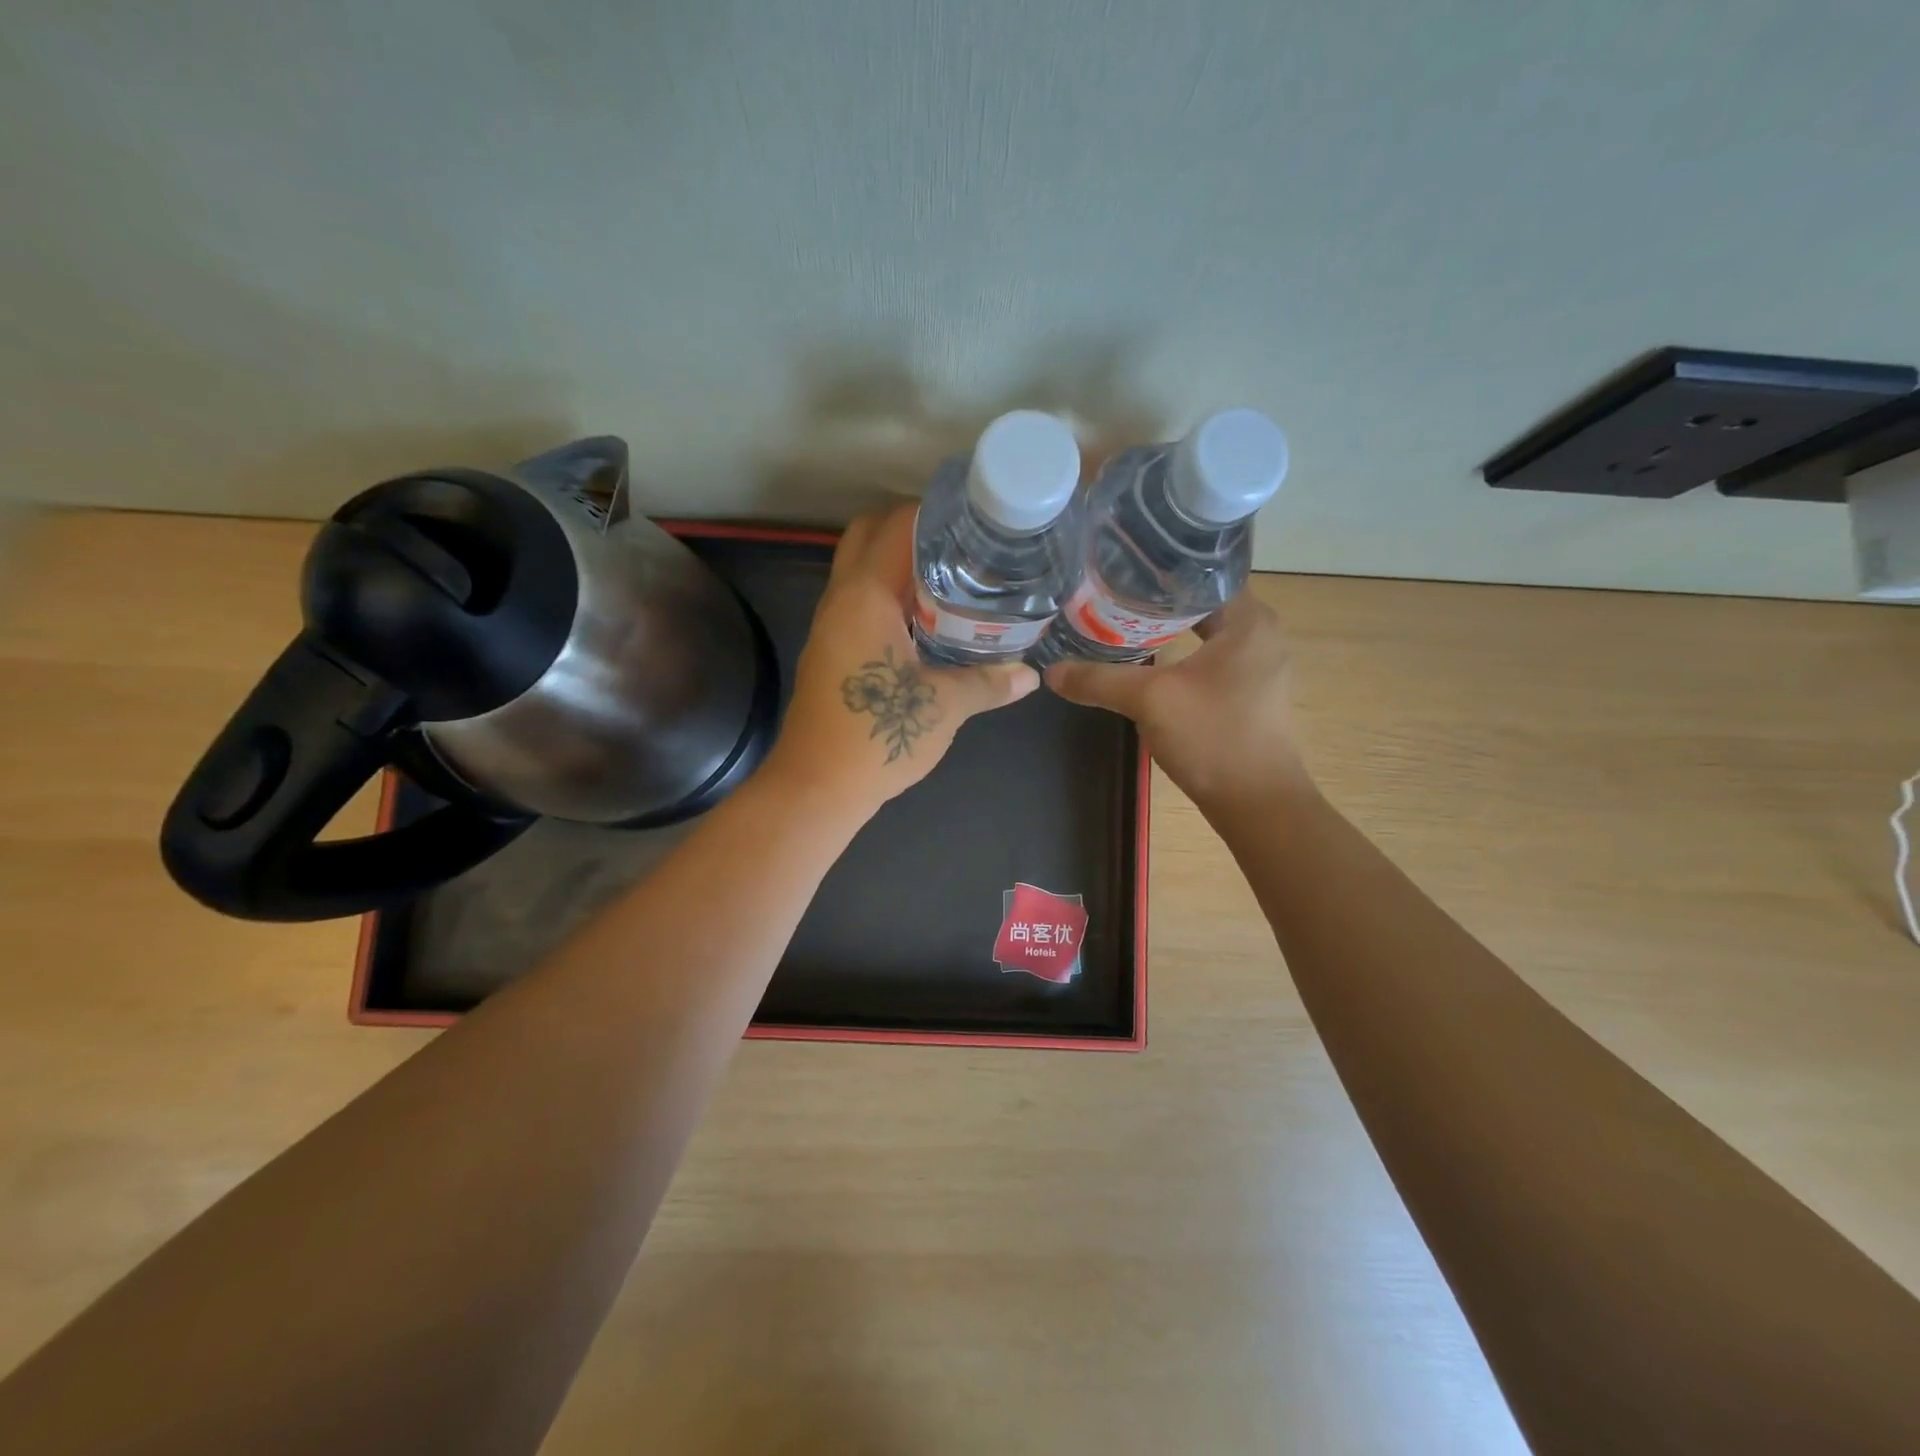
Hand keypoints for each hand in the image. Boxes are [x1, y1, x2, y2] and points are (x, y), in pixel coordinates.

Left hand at [762, 505, 1039, 815]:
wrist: (817, 785)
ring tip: (952, 573)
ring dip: (898, 563)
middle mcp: (841, 599)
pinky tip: (926, 617)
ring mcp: (830, 625)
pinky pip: (859, 601)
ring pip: (860, 569)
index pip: (895, 526)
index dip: (934, 512)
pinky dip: (889, 594)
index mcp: (866, 597)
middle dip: (910, 528)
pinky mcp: (830, 649)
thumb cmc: (877, 736)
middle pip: (867, 535)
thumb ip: (988, 682)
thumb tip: (1029, 674)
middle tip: (960, 543)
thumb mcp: (943, 707)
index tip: (974, 516)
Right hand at [1044, 593, 1310, 810]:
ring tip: (1117, 623)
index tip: (1118, 568)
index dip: (1158, 569)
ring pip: (1201, 634)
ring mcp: (1254, 666)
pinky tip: (1143, 663)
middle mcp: (1258, 635)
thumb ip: (1099, 680)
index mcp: (1248, 621)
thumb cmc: (1213, 738)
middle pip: (1197, 603)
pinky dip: (1176, 656)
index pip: (1201, 574)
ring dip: (1163, 631)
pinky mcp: (1245, 694)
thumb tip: (1051, 672)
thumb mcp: (1150, 701)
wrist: (1256, 804)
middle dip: (1153, 601)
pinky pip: (1205, 660)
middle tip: (1108, 595)